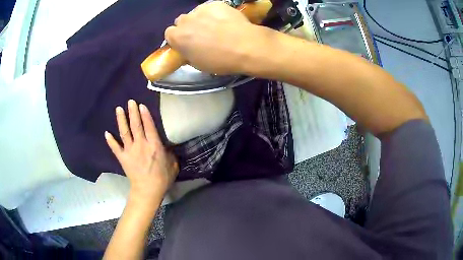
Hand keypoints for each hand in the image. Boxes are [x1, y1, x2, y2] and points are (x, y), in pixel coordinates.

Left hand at [105, 100, 178, 201]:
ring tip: (118, 109)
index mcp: (154, 145)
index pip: (149, 126)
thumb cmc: (162, 178)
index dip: (145, 114)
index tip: (141, 105)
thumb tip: (166, 146)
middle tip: (130, 101)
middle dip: (133, 112)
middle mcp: (141, 144)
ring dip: (121, 120)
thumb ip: (170, 153)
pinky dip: (110, 140)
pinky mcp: (123, 158)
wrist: (148, 191)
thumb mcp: (173, 164)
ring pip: (124, 132)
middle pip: (136, 125)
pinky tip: (106, 133)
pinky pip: (115, 147)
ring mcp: (130, 151)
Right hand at [165, 1, 270, 74]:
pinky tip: (225, 20)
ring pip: (196, 13)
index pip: (169, 34)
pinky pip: (211, 8)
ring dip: (201, 19)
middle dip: (188, 27)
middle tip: (201, 34)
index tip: (187, 43)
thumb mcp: (198, 63)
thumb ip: (187, 53)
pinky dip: (215, 13)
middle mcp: (185, 20)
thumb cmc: (220, 60)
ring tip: (216, 26)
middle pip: (181, 21)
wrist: (245, 46)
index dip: (178, 38)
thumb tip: (188, 48)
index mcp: (177, 37)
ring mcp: (200, 10)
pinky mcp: (215, 4)